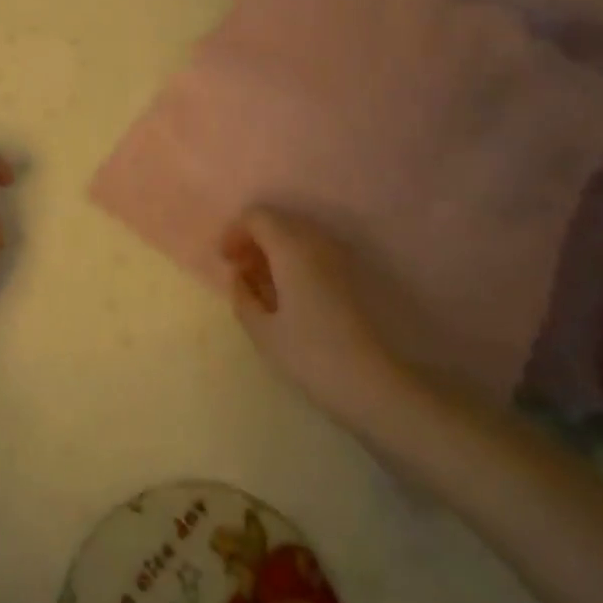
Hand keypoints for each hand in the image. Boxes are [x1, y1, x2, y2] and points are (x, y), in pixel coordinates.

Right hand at [221, 207, 426, 435]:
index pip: (257, 216)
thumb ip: (242, 296)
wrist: (376, 386)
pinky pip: (315, 252)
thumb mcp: (263, 331)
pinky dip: (296, 261)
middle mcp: (317, 241)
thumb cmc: (311, 356)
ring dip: (275, 251)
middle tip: (241, 271)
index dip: (235, 232)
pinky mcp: (354, 275)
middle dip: (254, 240)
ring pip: (298, 236)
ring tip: (264, 285)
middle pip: (278, 221)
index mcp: (291, 247)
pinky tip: (290, 294)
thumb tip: (240, 276)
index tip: (226, 261)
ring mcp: (340, 257)